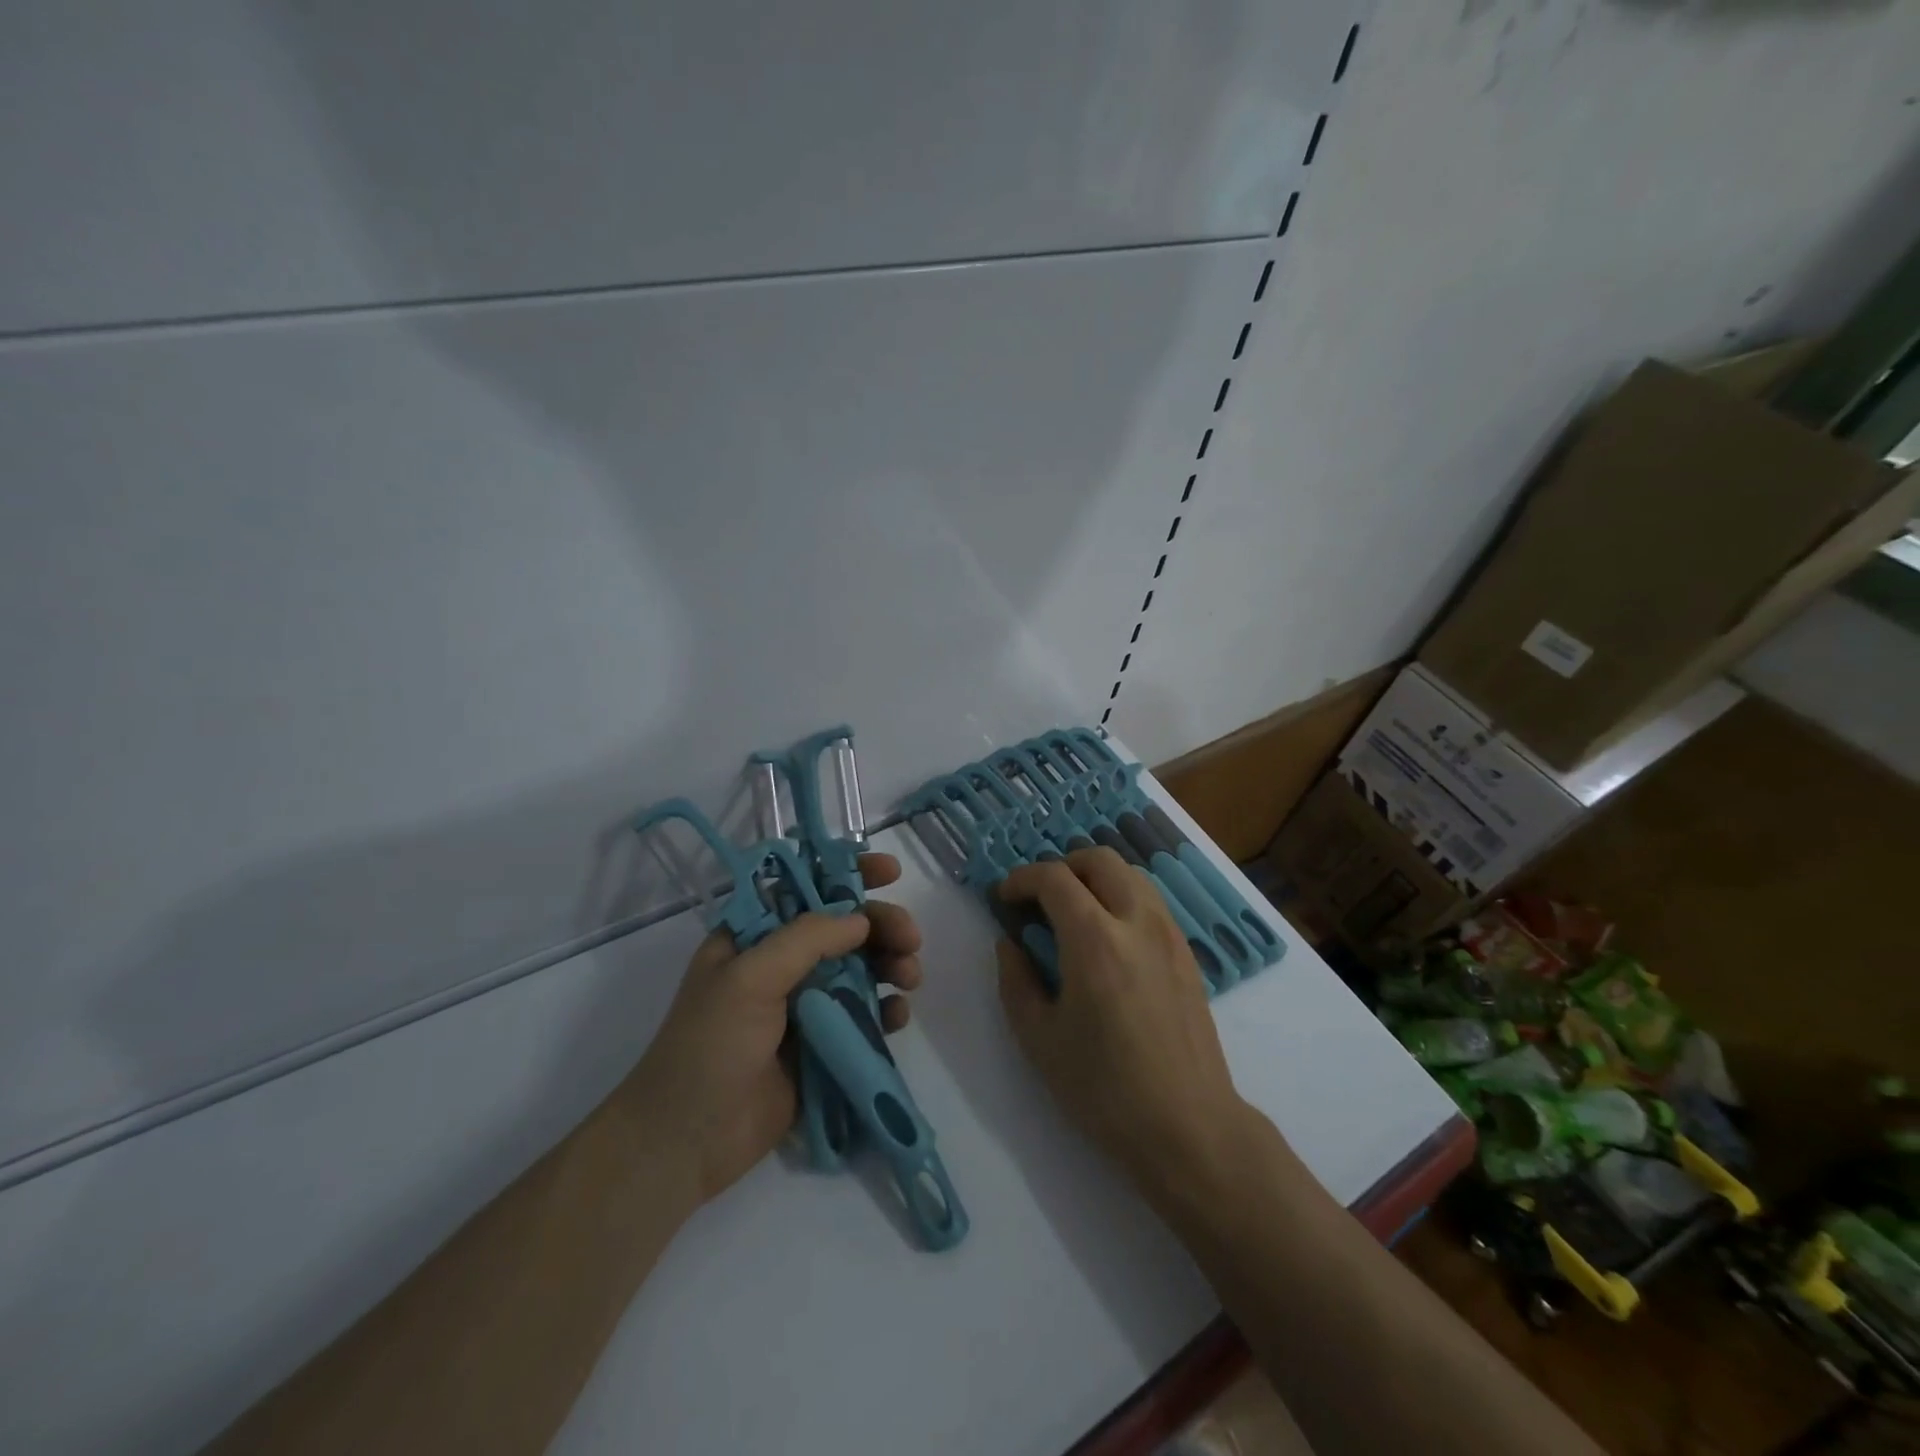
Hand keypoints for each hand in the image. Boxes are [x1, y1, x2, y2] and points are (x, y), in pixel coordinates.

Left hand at [616, 852, 922, 1211]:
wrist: (687, 1142)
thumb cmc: (709, 1046)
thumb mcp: (749, 978)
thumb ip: (806, 939)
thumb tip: (860, 920)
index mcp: (755, 937)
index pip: (807, 888)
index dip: (848, 874)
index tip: (890, 871)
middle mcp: (782, 964)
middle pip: (844, 929)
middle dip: (881, 926)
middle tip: (911, 939)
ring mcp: (806, 1006)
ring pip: (862, 969)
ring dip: (890, 965)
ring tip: (910, 977)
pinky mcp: (825, 1045)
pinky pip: (865, 1016)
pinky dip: (886, 1010)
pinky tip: (898, 1016)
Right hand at [996, 848, 1250, 1194]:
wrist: (1188, 1127)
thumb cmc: (1104, 1089)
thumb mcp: (1039, 1039)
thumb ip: (1016, 980)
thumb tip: (1010, 943)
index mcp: (1094, 940)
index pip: (1054, 878)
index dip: (1022, 879)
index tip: (1004, 898)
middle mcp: (1136, 922)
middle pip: (1099, 860)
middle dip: (1061, 867)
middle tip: (1039, 899)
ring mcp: (1169, 934)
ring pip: (1130, 874)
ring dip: (1095, 878)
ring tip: (1072, 913)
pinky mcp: (1187, 953)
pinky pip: (1150, 901)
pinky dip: (1121, 897)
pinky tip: (1107, 938)